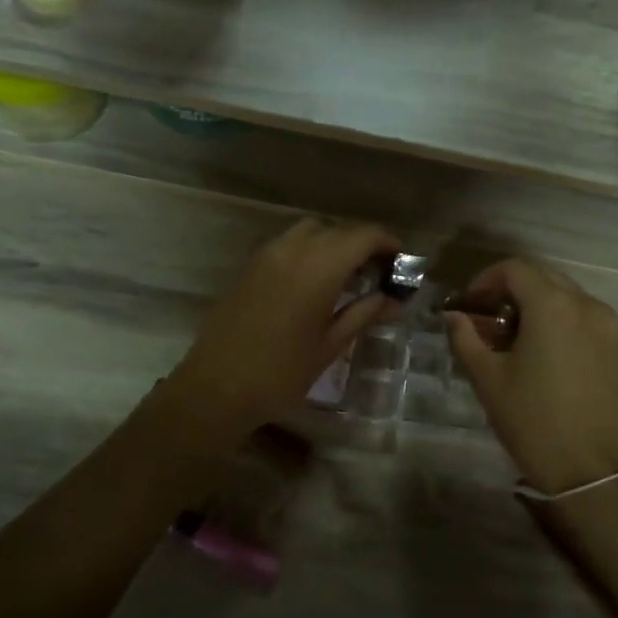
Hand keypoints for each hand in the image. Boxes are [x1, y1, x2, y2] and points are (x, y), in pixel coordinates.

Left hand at [164, 218, 400, 447]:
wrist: (215, 388)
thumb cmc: (280, 374)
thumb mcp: (329, 346)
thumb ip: (363, 314)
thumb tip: (393, 299)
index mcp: (318, 268)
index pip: (363, 236)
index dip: (387, 242)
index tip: (402, 261)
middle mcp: (293, 250)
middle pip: (338, 229)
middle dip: (363, 244)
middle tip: (379, 273)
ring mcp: (266, 255)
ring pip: (310, 230)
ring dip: (334, 242)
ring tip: (346, 274)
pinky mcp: (250, 266)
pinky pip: (288, 242)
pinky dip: (309, 249)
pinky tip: (314, 281)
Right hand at [445, 258, 617, 494]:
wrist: (596, 473)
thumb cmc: (534, 421)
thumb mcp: (488, 379)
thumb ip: (466, 338)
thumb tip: (454, 317)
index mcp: (553, 305)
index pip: (515, 268)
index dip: (486, 279)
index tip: (471, 304)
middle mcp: (588, 306)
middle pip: (545, 278)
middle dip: (513, 292)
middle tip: (491, 321)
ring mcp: (612, 330)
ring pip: (570, 301)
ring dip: (540, 309)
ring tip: (520, 343)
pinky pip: (589, 324)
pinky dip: (565, 328)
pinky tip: (551, 362)